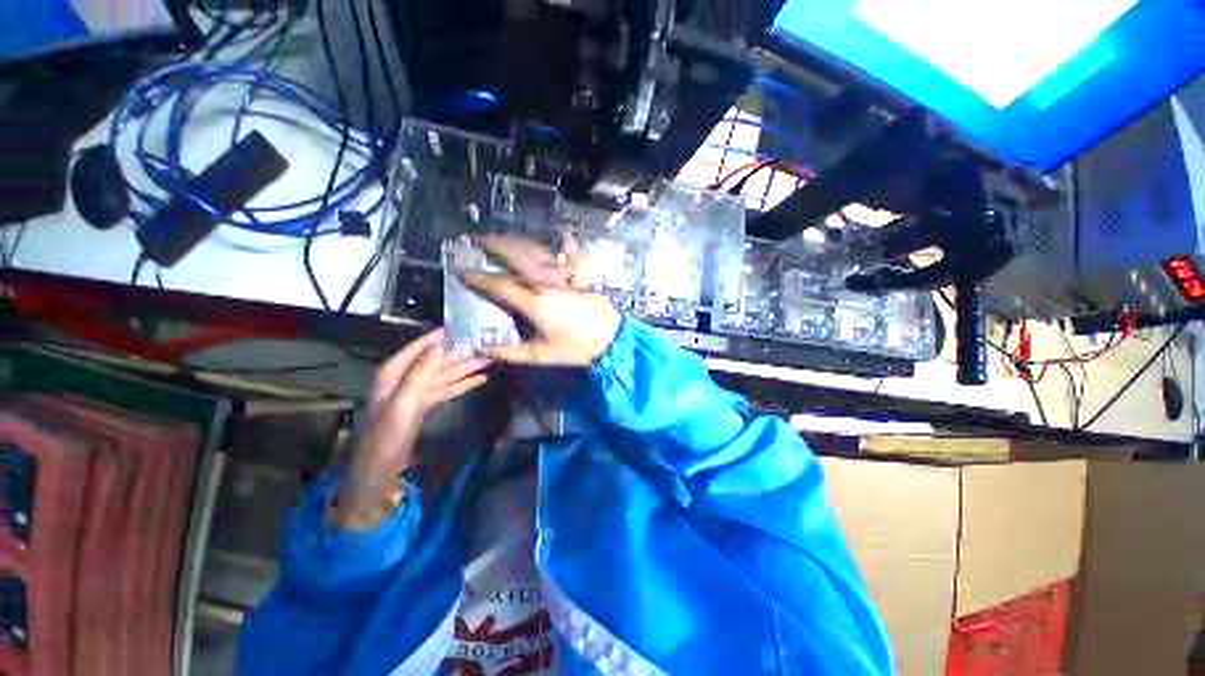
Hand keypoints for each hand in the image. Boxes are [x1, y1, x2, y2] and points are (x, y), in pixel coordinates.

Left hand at [336, 330, 488, 527]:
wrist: (380, 469)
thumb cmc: (387, 434)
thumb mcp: (403, 401)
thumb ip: (421, 371)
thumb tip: (440, 344)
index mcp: (394, 372)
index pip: (421, 346)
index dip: (441, 336)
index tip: (464, 325)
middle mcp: (406, 377)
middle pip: (438, 360)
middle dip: (461, 352)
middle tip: (486, 343)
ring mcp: (418, 391)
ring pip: (446, 374)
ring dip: (467, 367)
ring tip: (490, 358)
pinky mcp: (426, 404)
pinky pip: (448, 389)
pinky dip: (464, 383)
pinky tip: (481, 378)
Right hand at [462, 235, 621, 366]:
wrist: (611, 340)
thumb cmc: (576, 349)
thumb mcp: (541, 355)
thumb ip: (511, 353)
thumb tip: (485, 349)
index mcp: (535, 303)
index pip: (500, 286)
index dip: (479, 279)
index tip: (463, 271)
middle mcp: (547, 284)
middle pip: (517, 258)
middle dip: (496, 246)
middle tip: (479, 239)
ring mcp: (565, 278)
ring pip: (539, 253)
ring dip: (520, 242)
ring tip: (506, 237)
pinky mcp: (580, 278)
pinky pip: (572, 256)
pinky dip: (567, 244)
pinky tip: (564, 234)